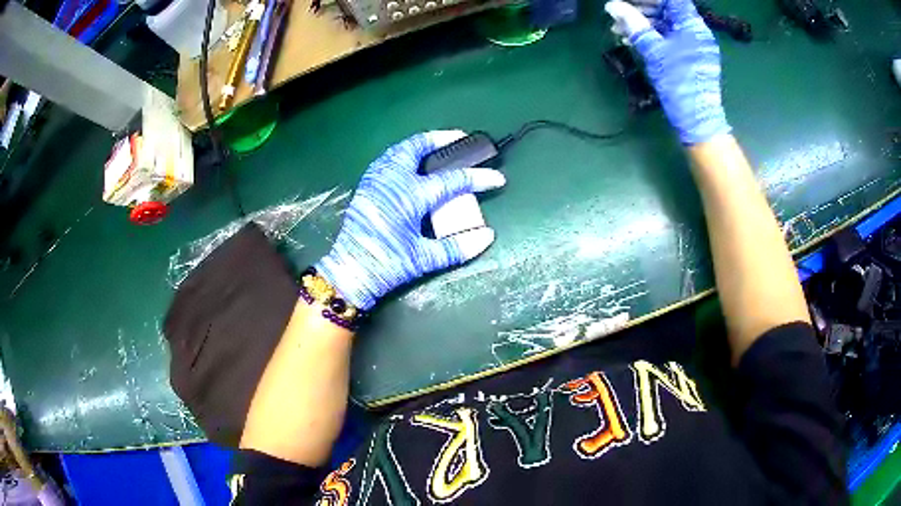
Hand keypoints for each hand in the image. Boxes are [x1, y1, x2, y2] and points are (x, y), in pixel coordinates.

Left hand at [315, 131, 505, 309]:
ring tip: (437, 147)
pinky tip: (411, 163)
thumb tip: (488, 236)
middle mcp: (392, 181)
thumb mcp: (423, 259)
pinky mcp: (366, 187)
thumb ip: (457, 248)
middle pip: (417, 147)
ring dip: (420, 144)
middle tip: (461, 138)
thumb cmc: (386, 266)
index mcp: (409, 196)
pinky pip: (387, 159)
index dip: (478, 178)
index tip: (497, 178)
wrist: (349, 273)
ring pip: (399, 149)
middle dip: (441, 139)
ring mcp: (376, 181)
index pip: (452, 180)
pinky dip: (403, 153)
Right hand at [605, 0, 730, 144]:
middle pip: (667, 9)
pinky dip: (651, 36)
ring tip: (619, 30)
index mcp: (692, 25)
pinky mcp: (690, 57)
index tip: (629, 1)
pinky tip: (632, 41)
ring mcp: (695, 45)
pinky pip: (669, 38)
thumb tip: (612, 5)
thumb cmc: (679, 84)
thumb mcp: (653, 51)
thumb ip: (633, 25)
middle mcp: (696, 31)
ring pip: (666, 24)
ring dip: (642, 24)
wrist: (698, 121)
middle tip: (618, 14)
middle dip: (641, 9)